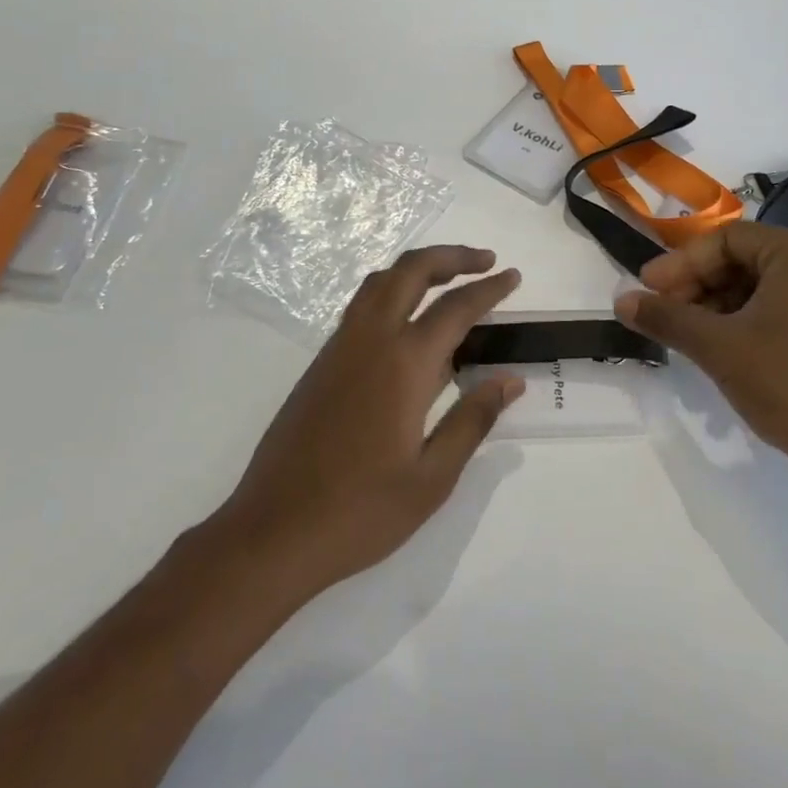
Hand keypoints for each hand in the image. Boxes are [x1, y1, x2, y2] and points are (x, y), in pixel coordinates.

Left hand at [207, 246, 524, 603]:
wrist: (274, 530)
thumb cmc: (361, 511)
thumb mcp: (432, 478)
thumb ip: (472, 420)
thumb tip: (511, 380)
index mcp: (404, 363)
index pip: (456, 307)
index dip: (489, 289)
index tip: (514, 277)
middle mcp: (370, 340)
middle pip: (411, 271)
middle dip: (451, 257)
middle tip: (485, 261)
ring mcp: (340, 347)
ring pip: (380, 282)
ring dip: (417, 268)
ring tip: (449, 279)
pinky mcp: (321, 363)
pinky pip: (361, 306)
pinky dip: (392, 291)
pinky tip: (407, 322)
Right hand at [613, 225, 787, 498]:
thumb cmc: (787, 382)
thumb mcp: (716, 346)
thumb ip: (665, 317)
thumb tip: (620, 301)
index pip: (725, 239)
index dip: (680, 263)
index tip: (647, 289)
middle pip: (741, 261)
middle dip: (695, 285)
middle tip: (661, 312)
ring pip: (756, 288)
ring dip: (713, 306)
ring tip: (684, 334)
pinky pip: (776, 310)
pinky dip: (741, 322)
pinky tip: (716, 348)